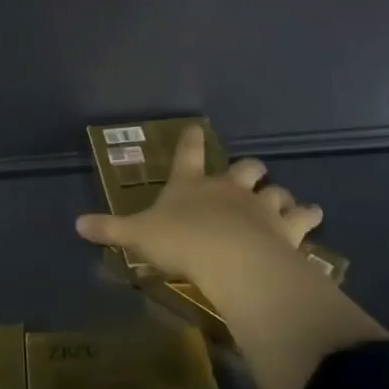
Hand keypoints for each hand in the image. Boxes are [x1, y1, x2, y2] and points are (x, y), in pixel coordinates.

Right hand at [76, 127, 324, 283]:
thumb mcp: (138, 236)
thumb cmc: (181, 242)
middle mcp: (229, 188)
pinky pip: (305, 217)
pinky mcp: (287, 227)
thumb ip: (110, 229)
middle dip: (249, 170)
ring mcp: (261, 206)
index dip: (190, 141)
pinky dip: (309, 218)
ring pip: (278, 191)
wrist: (231, 259)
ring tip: (287, 203)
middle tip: (250, 175)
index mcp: (192, 184)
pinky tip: (313, 219)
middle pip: (246, 167)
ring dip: (282, 196)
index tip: (195, 129)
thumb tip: (76, 225)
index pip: (189, 154)